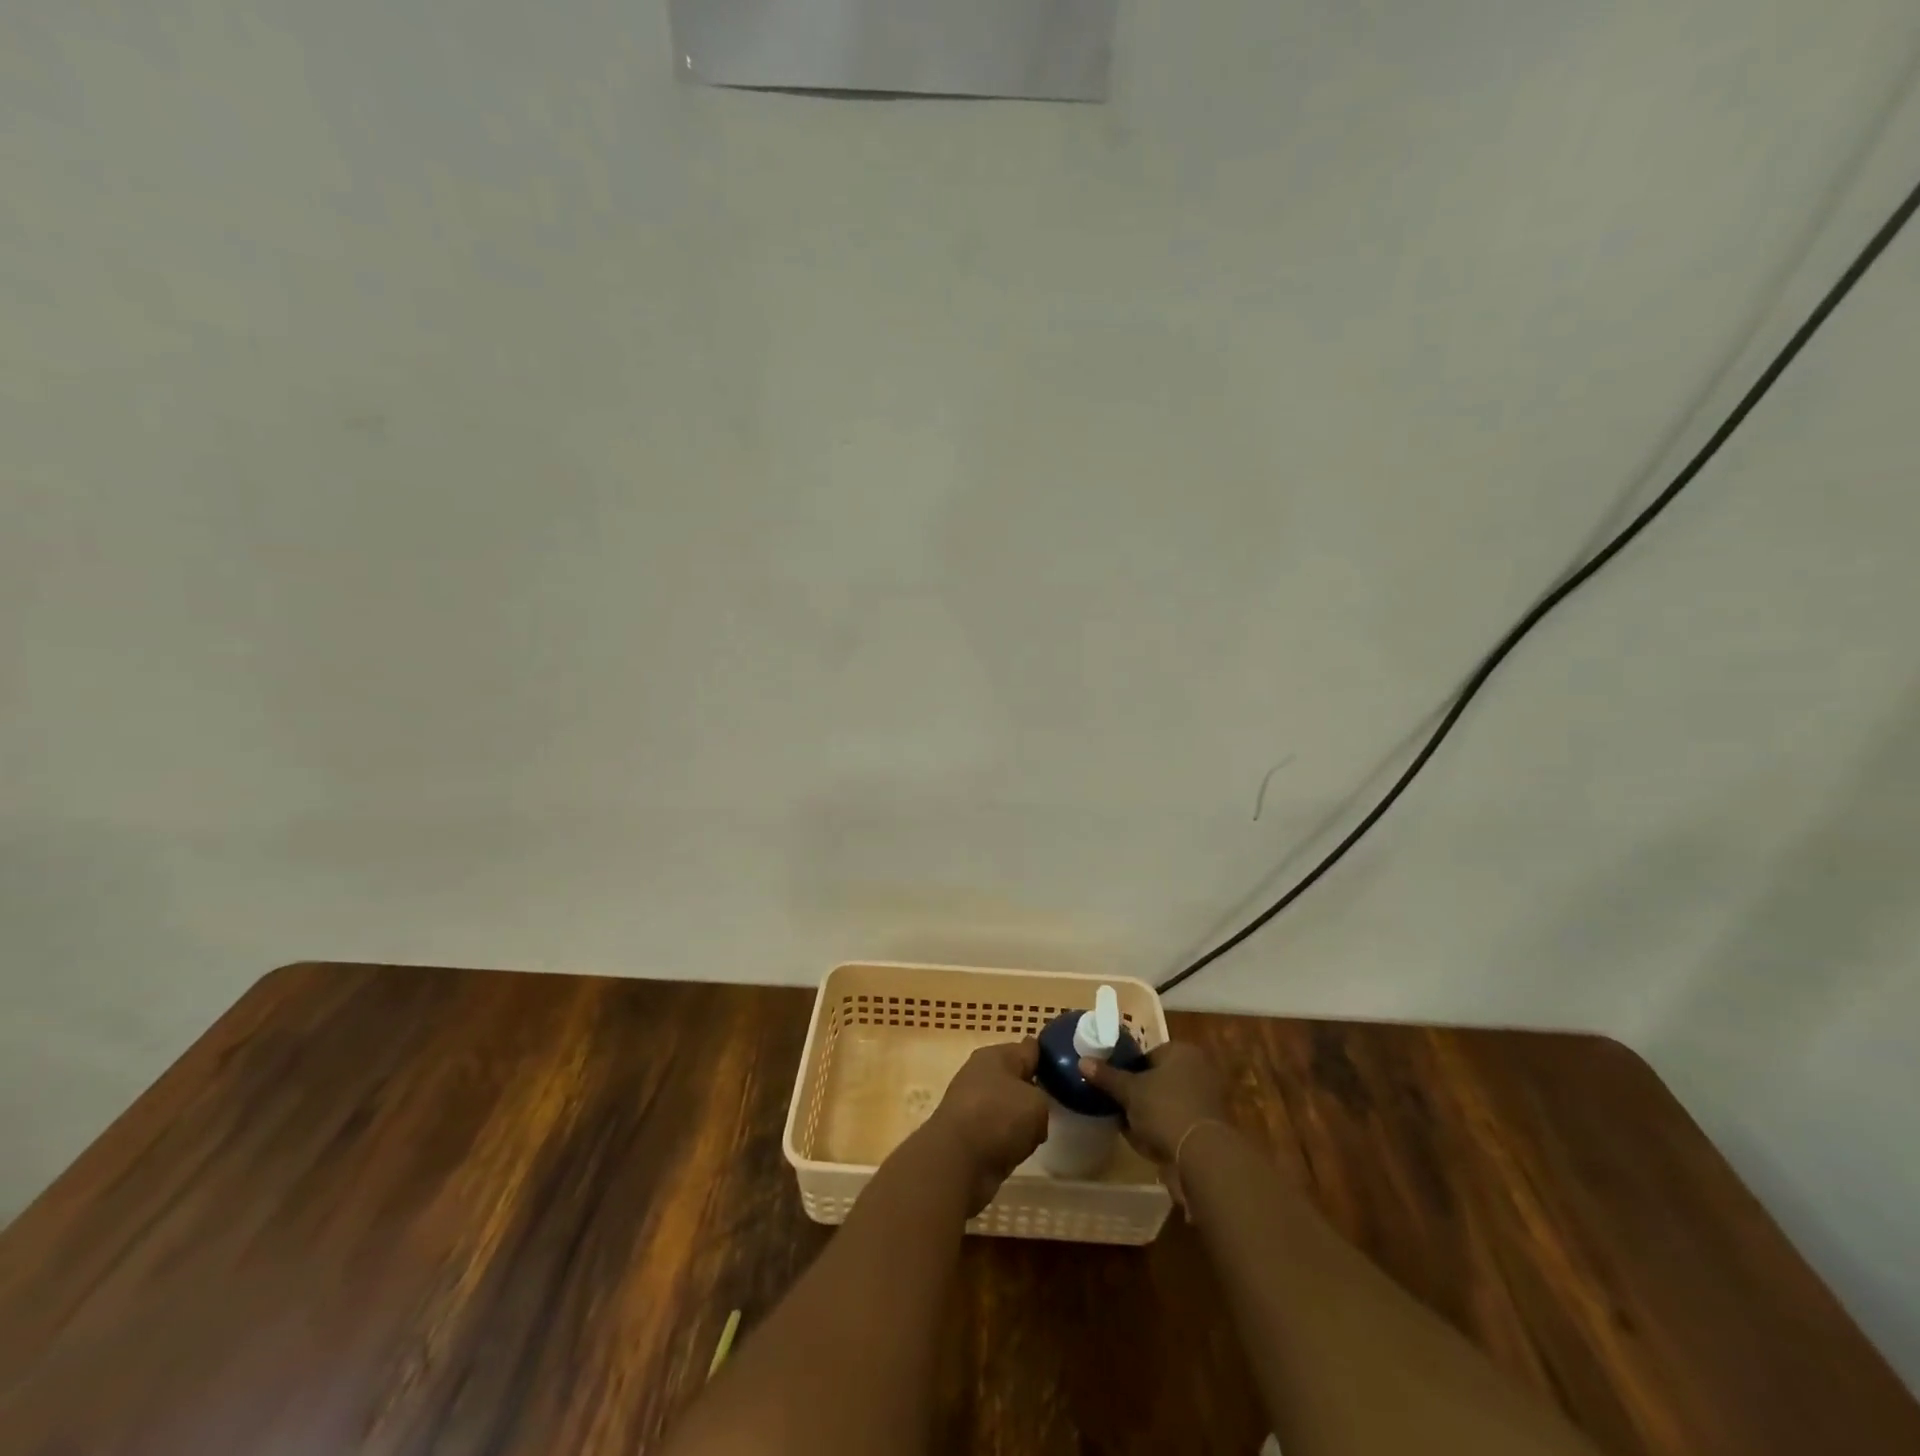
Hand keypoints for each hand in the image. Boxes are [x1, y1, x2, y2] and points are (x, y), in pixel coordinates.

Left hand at [924, 1039, 1049, 1214]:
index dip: (1048, 1056)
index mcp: (997, 1054)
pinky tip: (1017, 1149)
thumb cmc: (999, 1118)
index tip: (1063, 1068)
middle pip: (1016, 1077)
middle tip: (1055, 1105)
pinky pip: (997, 1129)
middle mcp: (981, 1073)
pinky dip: (1006, 1139)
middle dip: (1033, 1090)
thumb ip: (1042, 1099)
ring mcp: (971, 1102)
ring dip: (1019, 1118)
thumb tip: (1031, 1111)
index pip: (1029, 1048)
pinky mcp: (966, 1131)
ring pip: (1006, 1105)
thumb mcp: (1037, 1104)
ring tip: (1038, 1132)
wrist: (956, 1160)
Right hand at [1079, 1041, 1228, 1172]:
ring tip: (1130, 1126)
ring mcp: (1208, 1099)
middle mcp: (1199, 1069)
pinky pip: (1179, 1121)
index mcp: (1182, 1052)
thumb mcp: (1130, 1091)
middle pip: (1159, 1077)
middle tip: (1120, 1105)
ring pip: (1168, 1101)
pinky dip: (1164, 1129)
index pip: (1149, 1054)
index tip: (1115, 1085)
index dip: (1129, 1069)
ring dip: (1151, 1112)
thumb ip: (1107, 1076)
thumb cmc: (1165, 1109)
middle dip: (1140, 1092)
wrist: (1203, 1155)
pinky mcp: (1210, 1126)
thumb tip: (1083, 1061)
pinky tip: (1147, 1142)